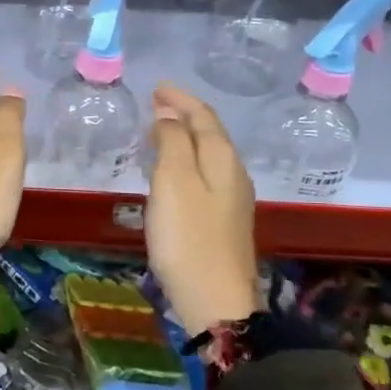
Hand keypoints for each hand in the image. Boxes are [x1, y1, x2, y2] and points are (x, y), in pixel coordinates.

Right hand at [146, 83, 260, 334]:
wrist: (216, 302)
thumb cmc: (188, 238)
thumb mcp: (173, 183)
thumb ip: (171, 144)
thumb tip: (168, 117)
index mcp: (223, 160)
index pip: (204, 117)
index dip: (180, 99)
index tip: (157, 87)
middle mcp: (234, 175)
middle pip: (210, 134)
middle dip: (184, 116)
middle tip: (155, 106)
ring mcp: (232, 201)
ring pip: (208, 156)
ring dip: (185, 139)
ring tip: (159, 133)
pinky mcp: (224, 223)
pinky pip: (205, 176)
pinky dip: (187, 162)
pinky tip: (173, 173)